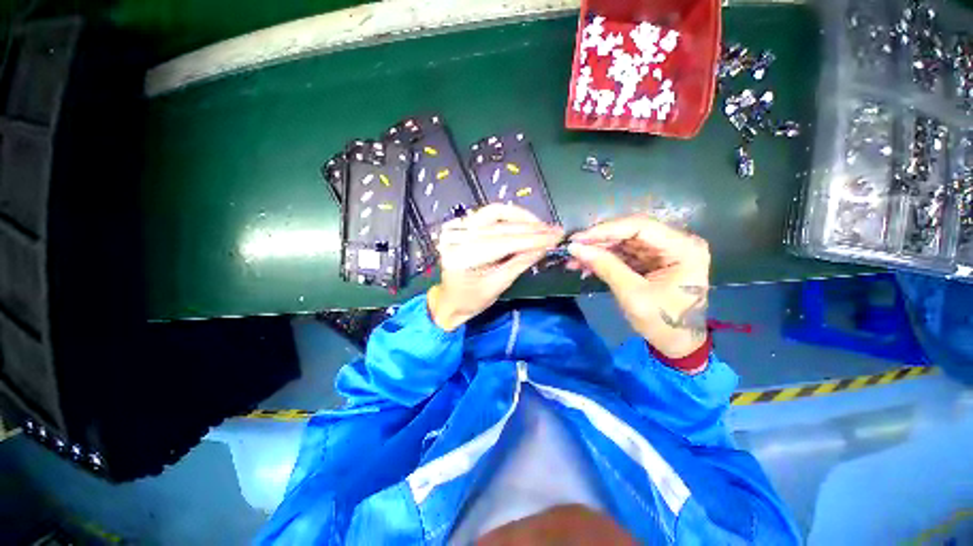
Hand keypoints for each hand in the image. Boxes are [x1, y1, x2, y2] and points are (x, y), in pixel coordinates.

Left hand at [428, 204, 563, 330]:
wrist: (450, 299)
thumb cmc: (472, 300)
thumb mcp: (498, 285)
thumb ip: (520, 263)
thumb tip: (544, 246)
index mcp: (461, 258)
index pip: (503, 243)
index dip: (532, 239)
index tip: (555, 237)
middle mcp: (455, 238)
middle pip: (500, 227)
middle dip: (531, 228)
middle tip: (554, 230)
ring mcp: (455, 228)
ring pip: (495, 214)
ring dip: (522, 218)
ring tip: (542, 226)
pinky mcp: (459, 225)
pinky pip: (488, 214)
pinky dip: (509, 217)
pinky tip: (525, 222)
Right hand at [567, 214, 709, 358]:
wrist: (678, 344)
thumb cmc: (663, 322)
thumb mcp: (633, 295)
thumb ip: (606, 267)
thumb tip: (575, 248)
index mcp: (683, 248)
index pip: (640, 227)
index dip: (606, 230)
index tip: (578, 238)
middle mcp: (676, 243)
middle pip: (630, 233)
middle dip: (598, 242)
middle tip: (572, 248)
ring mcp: (664, 251)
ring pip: (623, 243)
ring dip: (597, 251)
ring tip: (573, 260)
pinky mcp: (652, 261)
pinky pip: (624, 254)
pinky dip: (604, 260)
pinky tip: (585, 266)